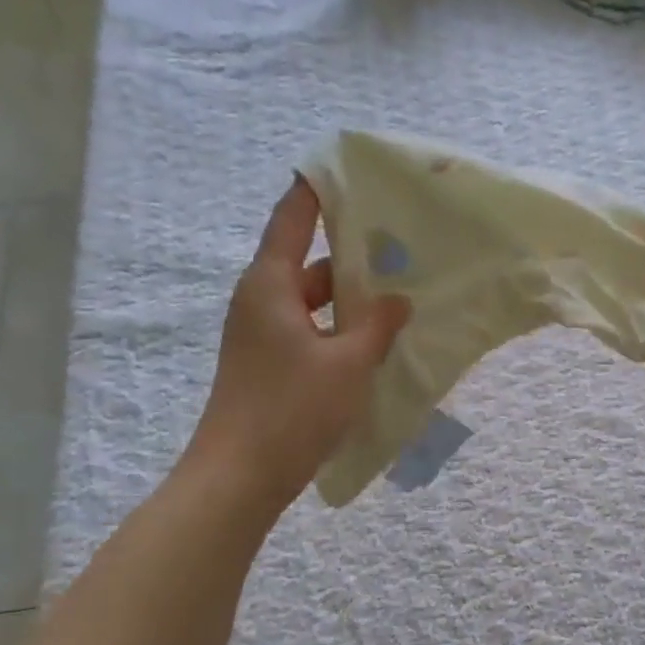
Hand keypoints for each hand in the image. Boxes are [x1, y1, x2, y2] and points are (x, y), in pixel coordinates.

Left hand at [187, 180, 408, 501]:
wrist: (240, 476)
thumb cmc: (291, 409)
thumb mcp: (348, 364)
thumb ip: (377, 326)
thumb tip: (398, 299)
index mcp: (270, 285)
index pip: (293, 217)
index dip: (319, 189)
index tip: (351, 169)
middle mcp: (261, 300)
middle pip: (310, 261)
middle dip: (354, 255)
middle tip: (403, 247)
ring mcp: (263, 334)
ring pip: (314, 301)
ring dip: (352, 300)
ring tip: (401, 296)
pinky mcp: (271, 364)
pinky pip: (312, 330)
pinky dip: (341, 330)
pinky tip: (377, 342)